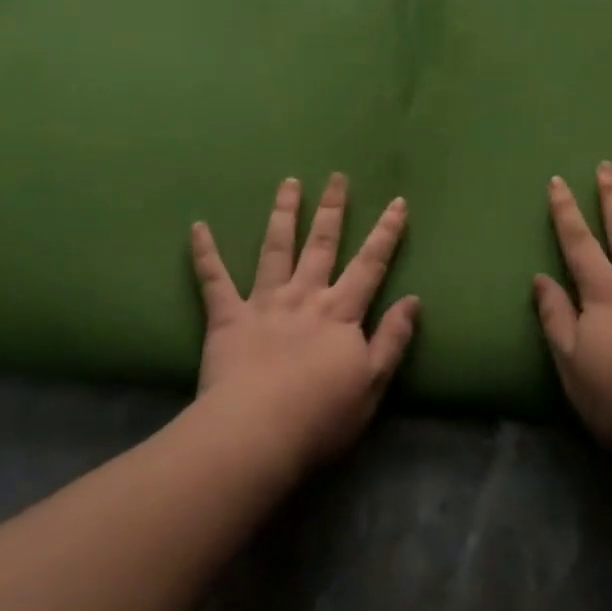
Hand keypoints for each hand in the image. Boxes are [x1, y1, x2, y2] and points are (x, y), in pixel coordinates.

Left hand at [190, 174, 420, 477]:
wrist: (256, 433)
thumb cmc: (320, 416)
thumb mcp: (372, 384)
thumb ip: (393, 339)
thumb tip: (413, 300)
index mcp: (340, 312)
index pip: (370, 264)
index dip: (386, 233)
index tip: (397, 202)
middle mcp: (304, 296)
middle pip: (322, 244)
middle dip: (332, 209)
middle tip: (337, 177)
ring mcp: (264, 302)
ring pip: (276, 248)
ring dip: (283, 213)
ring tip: (288, 183)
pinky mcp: (227, 317)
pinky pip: (214, 280)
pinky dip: (205, 253)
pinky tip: (197, 227)